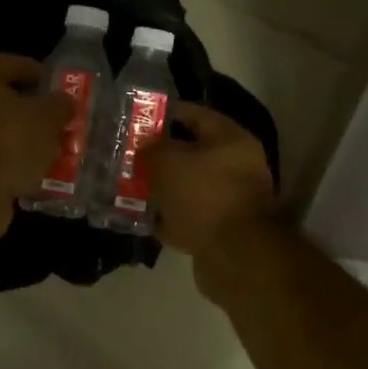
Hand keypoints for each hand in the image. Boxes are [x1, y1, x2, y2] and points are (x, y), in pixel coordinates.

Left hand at [0, 53, 74, 244]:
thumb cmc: (9, 141)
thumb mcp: (47, 118)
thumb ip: (60, 105)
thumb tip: (66, 101)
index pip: (6, 63)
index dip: (32, 68)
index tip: (54, 80)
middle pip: (3, 102)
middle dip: (33, 111)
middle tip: (59, 119)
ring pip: (1, 135)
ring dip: (28, 142)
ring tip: (56, 149)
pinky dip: (18, 168)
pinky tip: (42, 177)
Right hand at [144, 101, 279, 278]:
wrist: (235, 255)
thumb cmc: (203, 195)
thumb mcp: (168, 162)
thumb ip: (151, 149)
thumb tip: (144, 148)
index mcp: (231, 140)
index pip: (195, 114)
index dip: (166, 113)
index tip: (137, 118)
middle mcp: (237, 166)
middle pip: (193, 153)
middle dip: (161, 155)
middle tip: (130, 156)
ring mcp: (231, 200)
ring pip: (190, 187)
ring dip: (164, 188)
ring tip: (133, 187)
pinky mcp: (222, 230)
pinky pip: (190, 216)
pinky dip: (171, 217)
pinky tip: (147, 218)